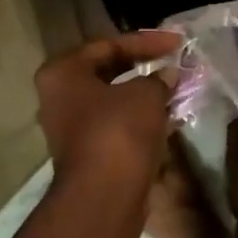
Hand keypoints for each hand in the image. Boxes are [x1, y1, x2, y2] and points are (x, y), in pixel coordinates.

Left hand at [34, 31, 181, 192]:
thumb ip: (158, 78)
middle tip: (174, 61)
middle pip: (108, 72)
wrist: (104, 197)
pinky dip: (142, 119)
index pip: (107, 45)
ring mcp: (72, 128)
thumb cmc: (118, 132)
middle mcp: (60, 98)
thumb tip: (168, 75)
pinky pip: (118, 126)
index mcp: (63, 73)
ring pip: (114, 101)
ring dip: (145, 95)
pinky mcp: (89, 154)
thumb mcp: (145, 95)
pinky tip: (169, 117)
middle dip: (144, 66)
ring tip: (177, 87)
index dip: (146, 41)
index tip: (177, 42)